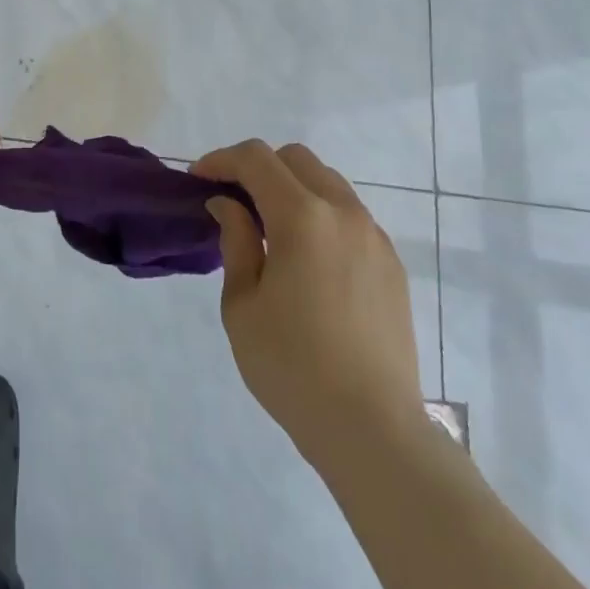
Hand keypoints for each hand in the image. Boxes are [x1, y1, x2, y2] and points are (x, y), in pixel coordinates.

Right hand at [193, 140, 425, 462]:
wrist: (373, 429)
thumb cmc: (292, 368)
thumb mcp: (242, 304)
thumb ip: (235, 241)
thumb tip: (228, 204)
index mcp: (302, 217)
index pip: (256, 159)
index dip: (221, 161)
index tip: (198, 180)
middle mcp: (343, 212)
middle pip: (295, 159)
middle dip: (258, 168)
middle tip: (232, 201)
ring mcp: (373, 236)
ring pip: (327, 182)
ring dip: (292, 188)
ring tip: (269, 228)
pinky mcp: (391, 263)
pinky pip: (349, 215)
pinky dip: (320, 214)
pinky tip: (306, 257)